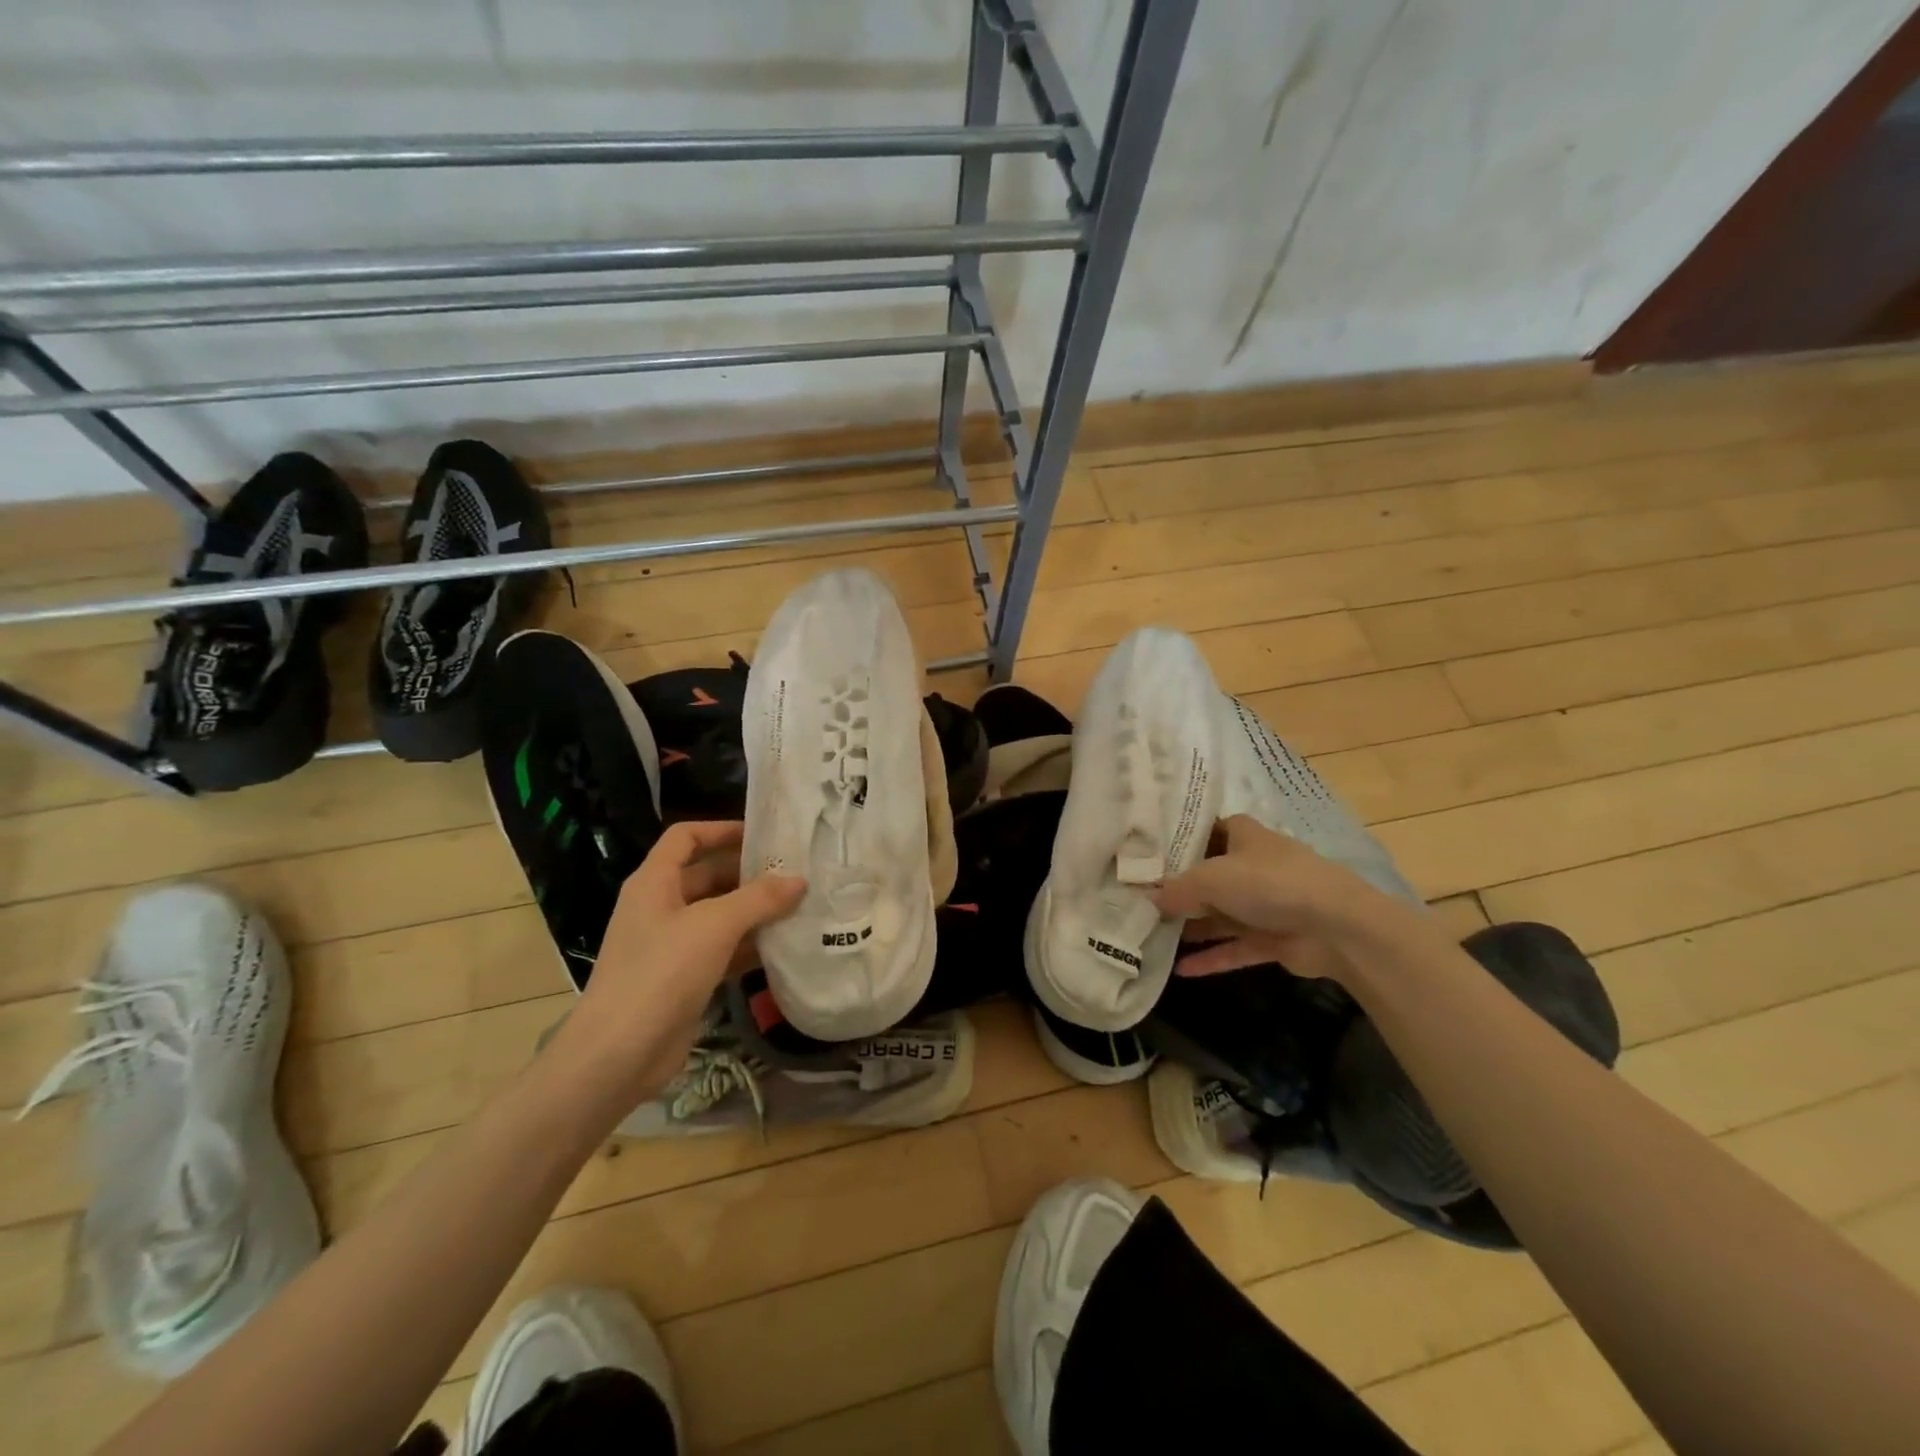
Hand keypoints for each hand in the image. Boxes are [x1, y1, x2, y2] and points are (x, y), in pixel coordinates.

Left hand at [555, 821, 804, 1108]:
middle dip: (748, 873)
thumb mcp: (714, 926)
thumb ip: (759, 899)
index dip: (721, 829)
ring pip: (718, 915)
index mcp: (654, 883)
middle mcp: (659, 907)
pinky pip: (722, 950)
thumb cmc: (661, 973)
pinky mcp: (683, 979)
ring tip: (799, 906)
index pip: (686, 837)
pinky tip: (783, 947)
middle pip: (707, 875)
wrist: (618, 1055)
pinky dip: (749, 946)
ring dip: (754, 911)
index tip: (763, 834)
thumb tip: (799, 880)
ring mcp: (670, 945)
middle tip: (795, 873)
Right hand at [1153, 815, 1411, 981]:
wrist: (1336, 926)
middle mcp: (1253, 866)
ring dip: (1192, 926)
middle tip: (1139, 899)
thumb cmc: (1268, 883)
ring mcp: (1265, 905)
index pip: (1208, 830)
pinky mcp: (1274, 939)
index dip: (1180, 839)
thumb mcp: (1211, 878)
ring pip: (1220, 915)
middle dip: (1178, 888)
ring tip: (1152, 935)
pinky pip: (1234, 947)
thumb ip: (1177, 888)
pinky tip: (1180, 970)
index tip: (1147, 853)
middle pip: (1209, 875)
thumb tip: (1148, 899)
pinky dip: (1211, 958)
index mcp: (1244, 837)